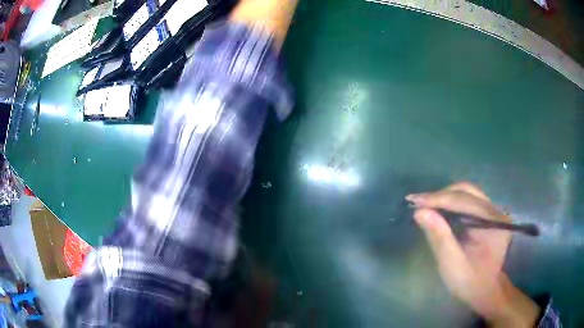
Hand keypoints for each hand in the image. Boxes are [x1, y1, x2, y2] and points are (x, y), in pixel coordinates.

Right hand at [406, 182, 539, 326]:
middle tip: (418, 202)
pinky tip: (440, 211)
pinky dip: (452, 203)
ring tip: (425, 205)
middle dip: (441, 194)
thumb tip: (421, 213)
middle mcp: (496, 211)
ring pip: (468, 193)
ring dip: (446, 197)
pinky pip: (469, 202)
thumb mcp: (453, 267)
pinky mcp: (489, 218)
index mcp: (492, 222)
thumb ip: (440, 239)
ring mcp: (494, 213)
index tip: (413, 201)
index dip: (437, 198)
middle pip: (467, 190)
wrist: (490, 292)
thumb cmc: (473, 284)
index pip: (463, 200)